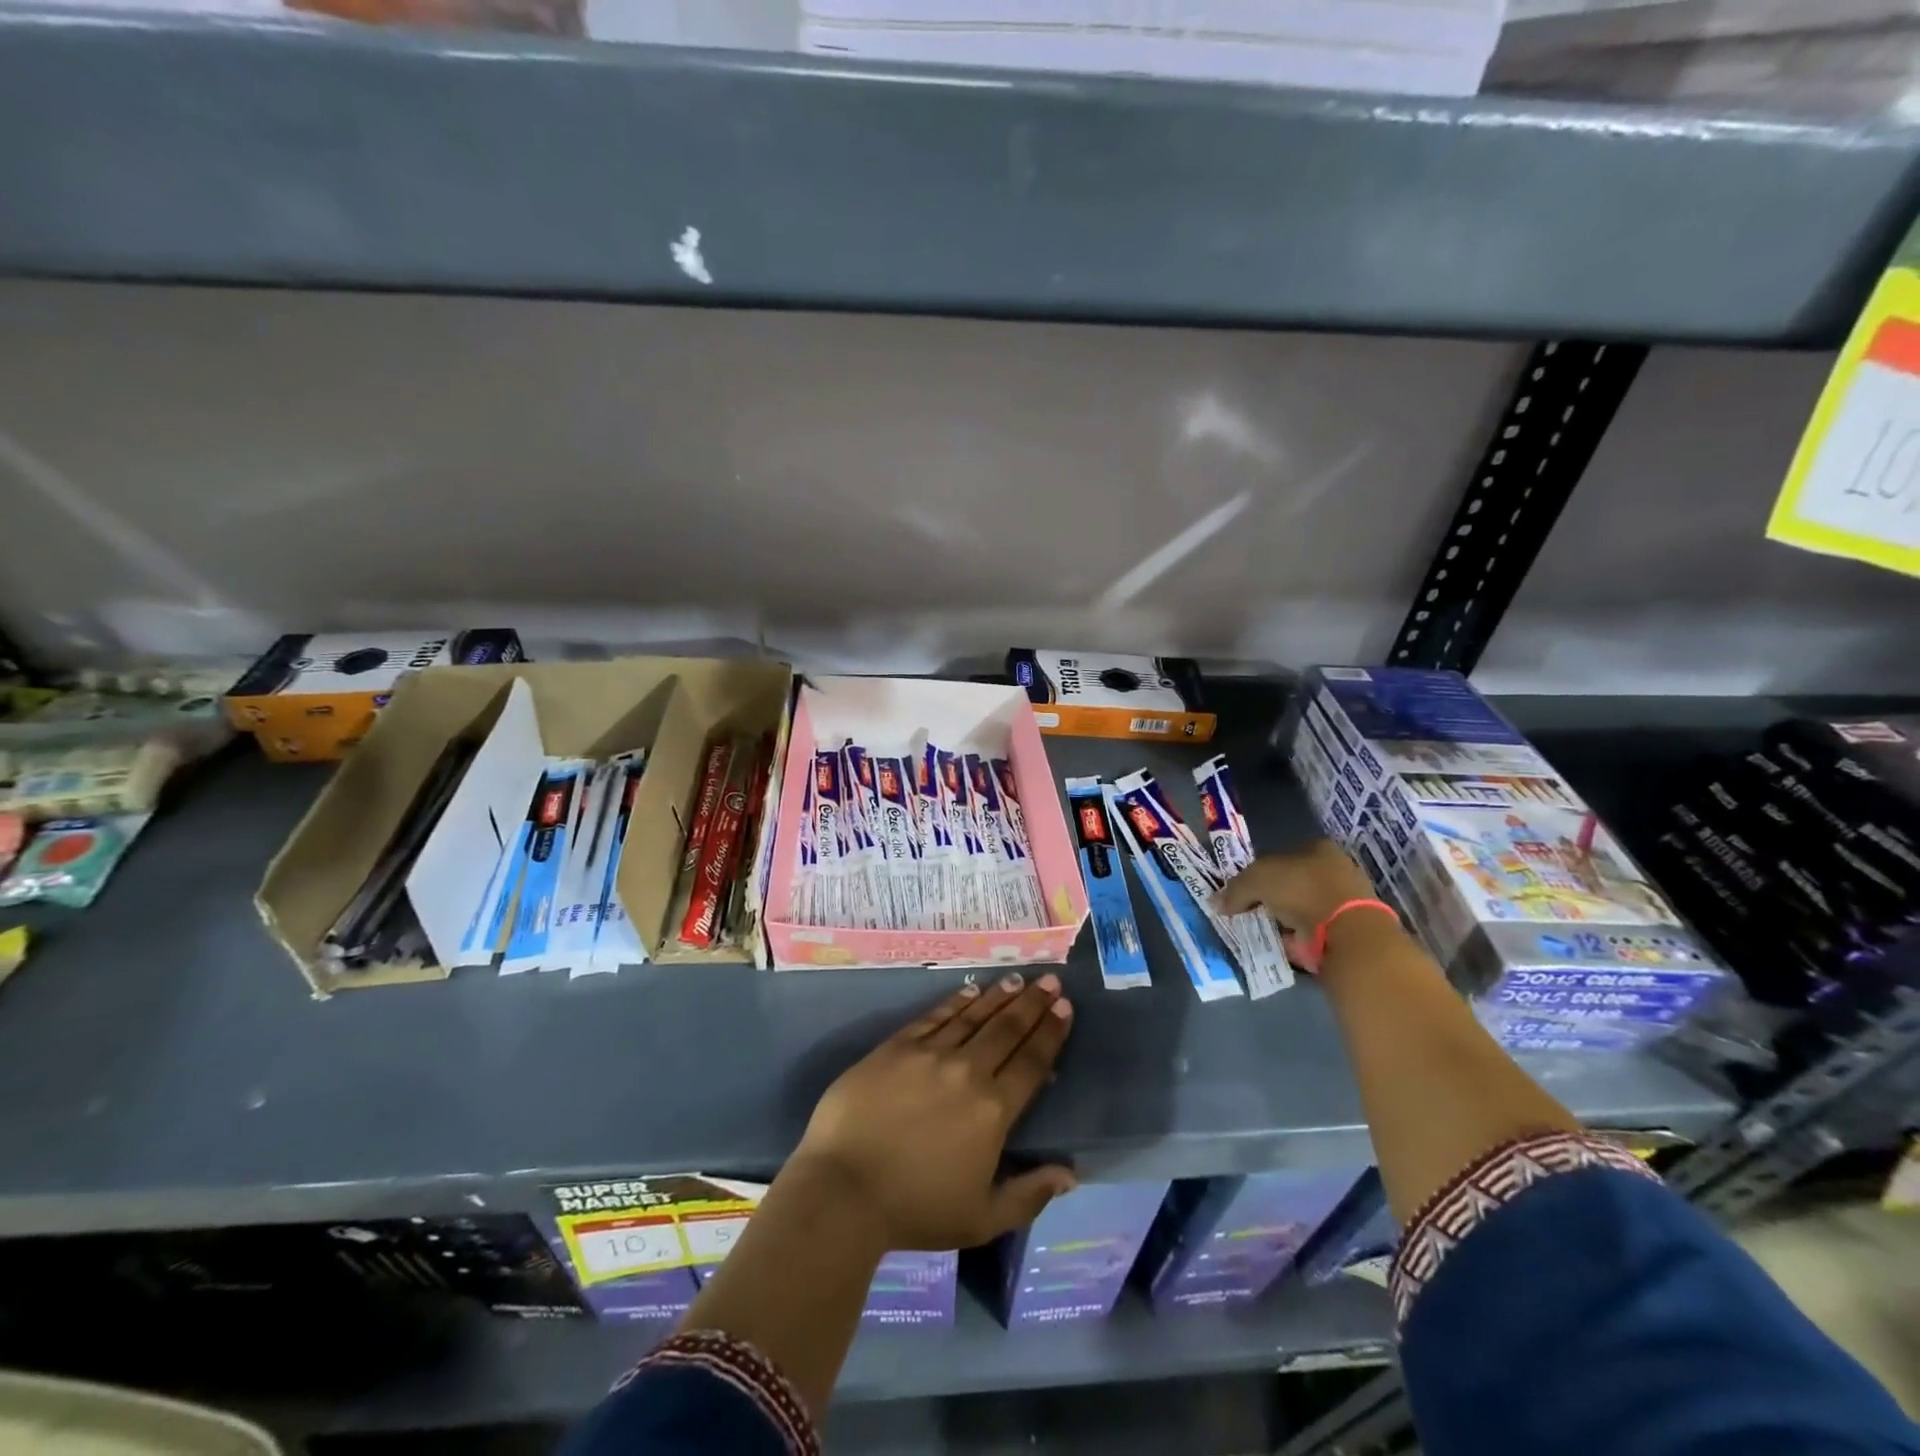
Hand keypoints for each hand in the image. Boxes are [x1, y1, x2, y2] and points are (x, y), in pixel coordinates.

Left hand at [790, 973, 1076, 1251]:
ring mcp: (929, 1054)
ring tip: (1016, 979)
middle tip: (1049, 980)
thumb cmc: (915, 1210)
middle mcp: (967, 1071)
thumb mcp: (982, 1219)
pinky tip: (969, 991)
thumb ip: (1029, 1194)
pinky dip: (955, 1002)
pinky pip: (934, 1016)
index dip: (1050, 1032)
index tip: (1064, 1007)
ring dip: (998, 996)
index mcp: (993, 1110)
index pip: (1031, 1062)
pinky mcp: (896, 1046)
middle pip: (1006, 1029)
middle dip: (1031, 1003)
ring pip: (973, 1016)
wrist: (843, 1189)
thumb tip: (1070, 1174)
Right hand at [1216, 841, 1377, 938]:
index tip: (1245, 891)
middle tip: (1252, 911)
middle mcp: (1335, 868)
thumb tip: (1216, 903)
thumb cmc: (1301, 890)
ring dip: (1286, 918)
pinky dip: (1299, 936)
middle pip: (1293, 881)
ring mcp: (1346, 899)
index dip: (1260, 872)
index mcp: (1317, 847)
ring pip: (1304, 906)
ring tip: (1266, 930)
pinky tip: (1284, 943)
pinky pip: (1315, 929)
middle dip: (1273, 897)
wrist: (1346, 932)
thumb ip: (1235, 889)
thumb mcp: (1256, 880)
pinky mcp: (1350, 927)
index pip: (1281, 856)